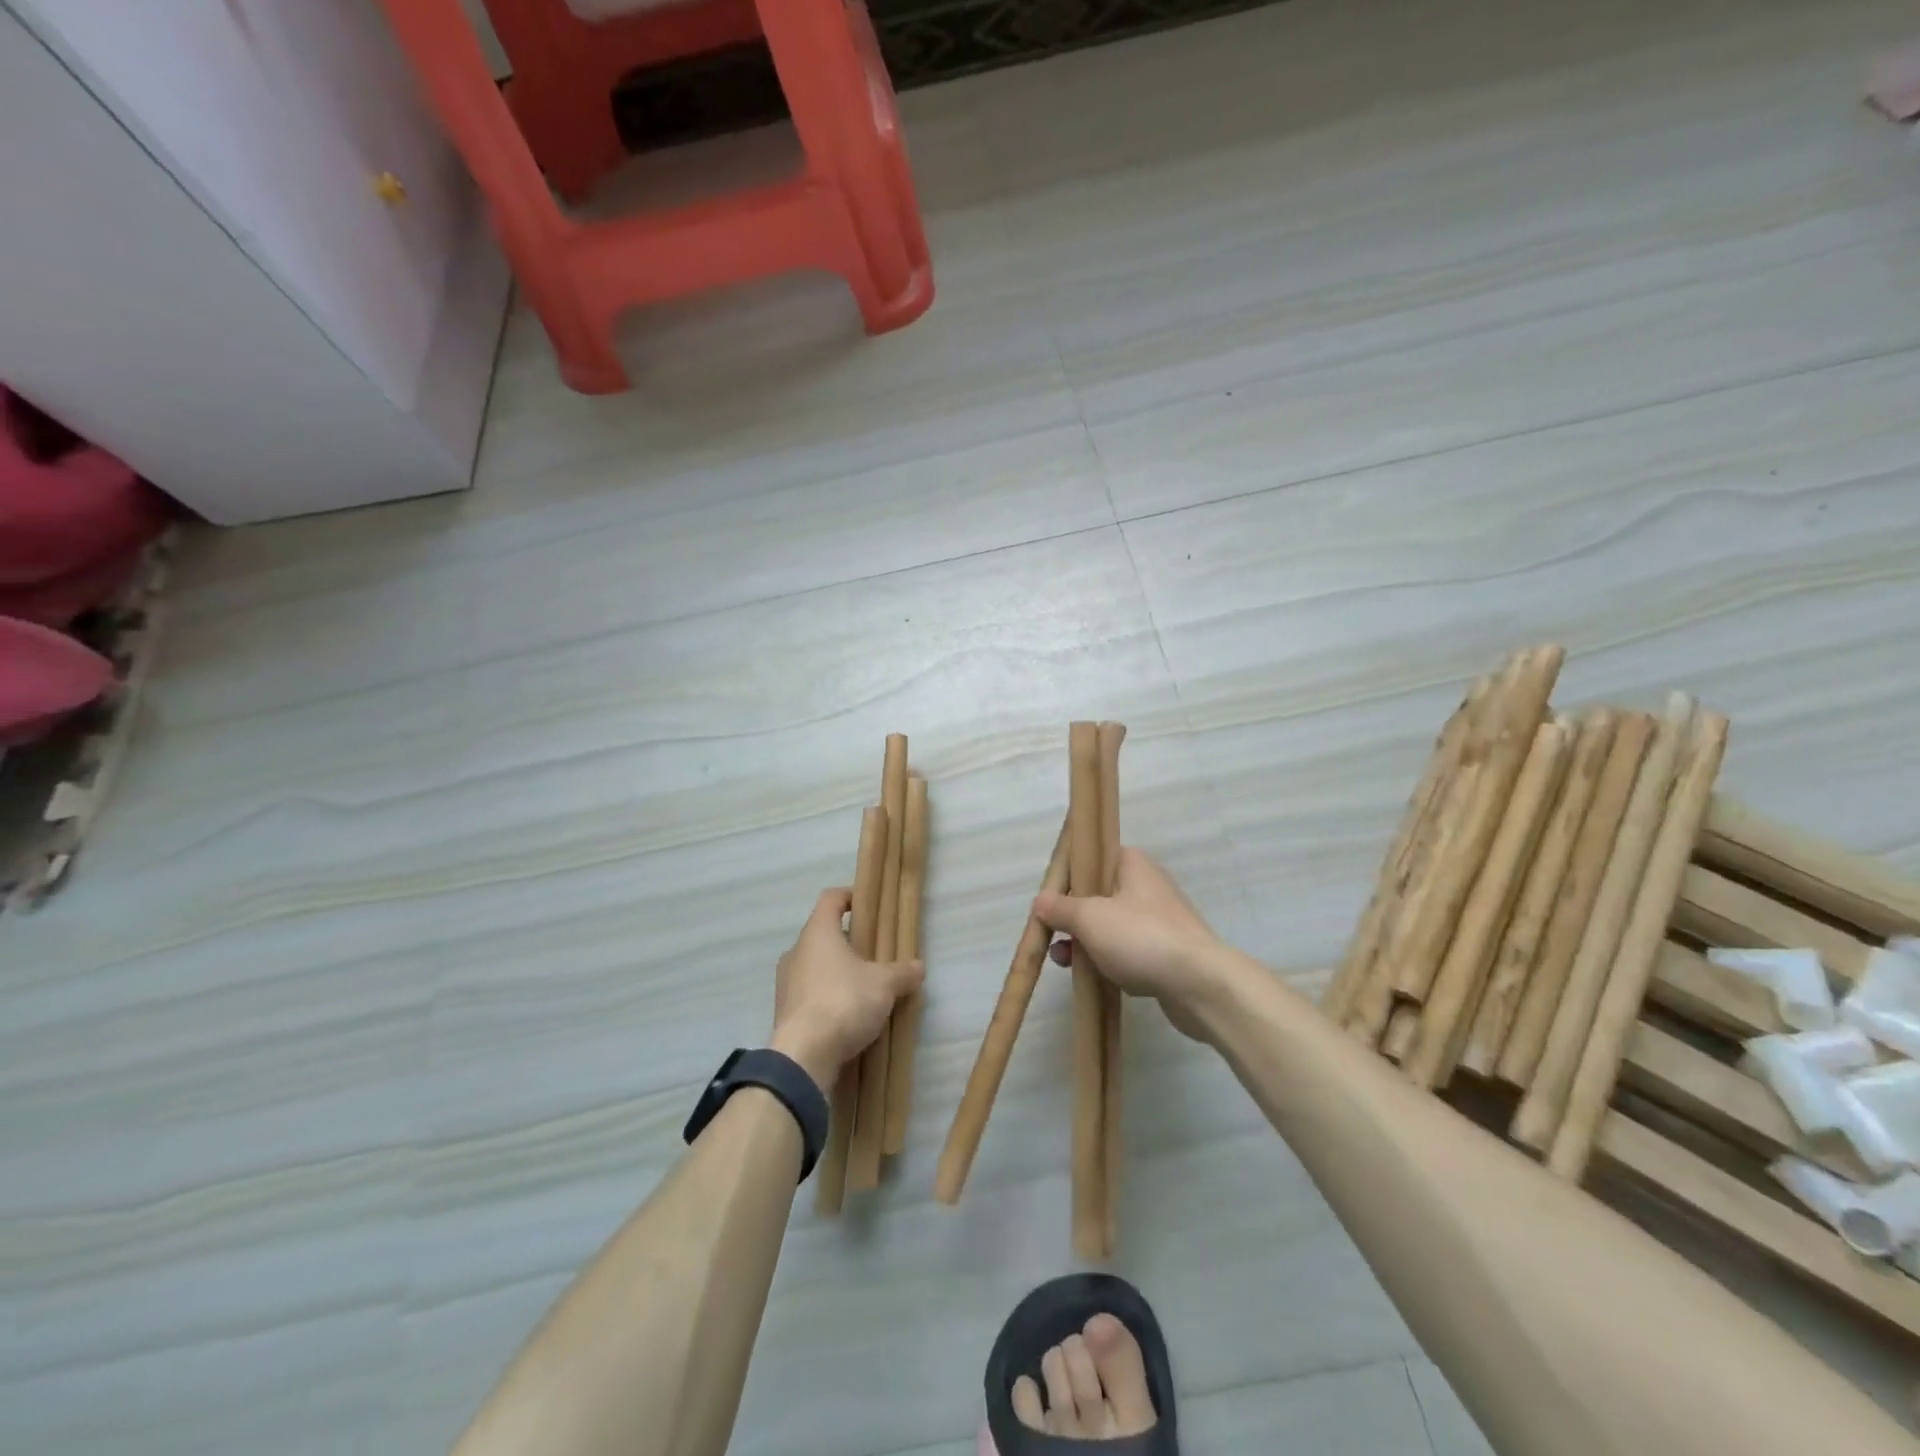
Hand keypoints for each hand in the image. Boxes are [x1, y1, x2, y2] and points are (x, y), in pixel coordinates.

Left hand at [769, 888, 922, 1088]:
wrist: (804, 1056)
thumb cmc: (844, 1001)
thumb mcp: (884, 984)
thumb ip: (902, 972)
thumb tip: (918, 967)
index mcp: (817, 932)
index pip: (831, 899)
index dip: (851, 896)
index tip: (869, 905)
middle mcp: (796, 951)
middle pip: (824, 934)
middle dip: (850, 941)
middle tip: (875, 953)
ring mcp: (786, 982)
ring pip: (815, 965)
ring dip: (838, 971)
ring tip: (865, 987)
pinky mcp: (784, 1012)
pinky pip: (810, 993)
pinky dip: (828, 996)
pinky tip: (848, 1014)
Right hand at [1035, 848, 1232, 1040]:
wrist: (1199, 984)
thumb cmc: (1140, 937)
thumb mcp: (1089, 917)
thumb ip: (1060, 907)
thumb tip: (1041, 901)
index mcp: (1132, 863)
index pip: (1092, 857)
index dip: (1066, 877)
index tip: (1047, 899)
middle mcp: (1146, 885)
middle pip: (1097, 894)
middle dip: (1071, 916)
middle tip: (1051, 935)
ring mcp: (1158, 919)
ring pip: (1110, 925)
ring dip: (1085, 942)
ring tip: (1063, 961)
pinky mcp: (1165, 951)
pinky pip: (1126, 949)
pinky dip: (1107, 960)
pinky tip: (1092, 976)